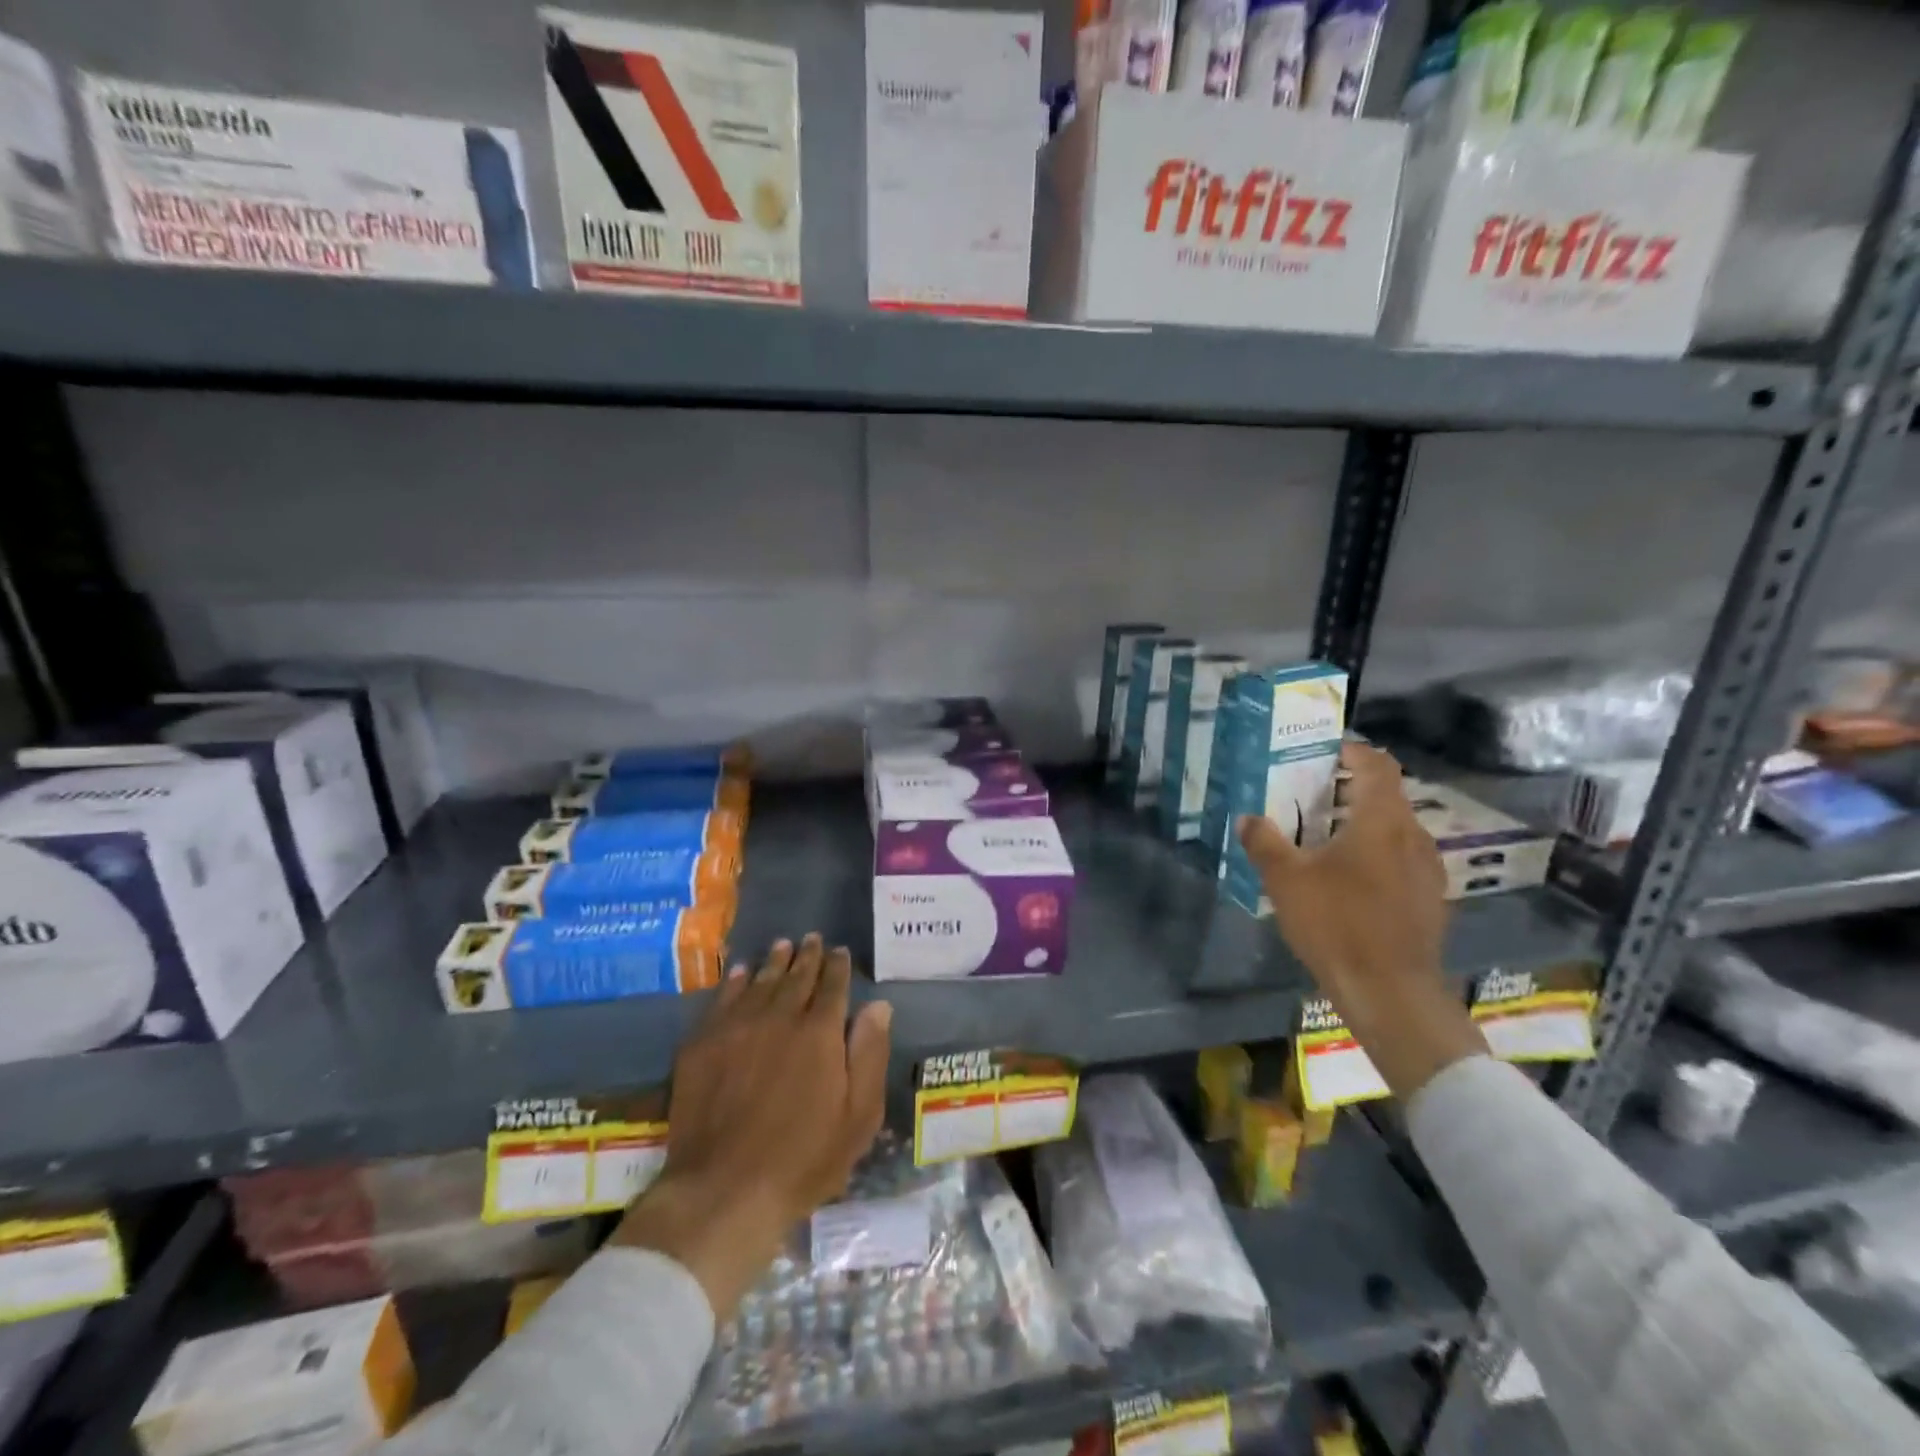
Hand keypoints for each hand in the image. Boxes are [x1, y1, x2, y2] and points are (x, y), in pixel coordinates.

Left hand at [611, 935, 891, 1317]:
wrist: (724, 1189)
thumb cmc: (803, 1159)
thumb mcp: (858, 1116)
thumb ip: (869, 1054)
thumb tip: (878, 1005)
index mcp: (820, 1032)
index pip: (832, 986)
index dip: (838, 966)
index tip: (840, 951)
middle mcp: (780, 1017)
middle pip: (796, 976)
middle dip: (808, 956)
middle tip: (812, 939)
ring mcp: (737, 1027)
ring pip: (760, 982)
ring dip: (774, 961)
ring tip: (781, 946)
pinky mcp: (703, 1044)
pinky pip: (723, 999)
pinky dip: (735, 982)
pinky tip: (741, 973)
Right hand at [1237, 742, 1484, 1098]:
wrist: (1390, 992)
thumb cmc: (1337, 924)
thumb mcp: (1285, 880)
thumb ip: (1264, 842)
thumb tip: (1247, 818)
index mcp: (1381, 821)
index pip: (1377, 765)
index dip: (1353, 751)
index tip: (1324, 751)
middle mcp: (1413, 835)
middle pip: (1387, 795)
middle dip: (1350, 788)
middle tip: (1311, 794)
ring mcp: (1427, 868)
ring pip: (1395, 828)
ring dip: (1363, 822)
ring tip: (1325, 835)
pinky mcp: (1430, 898)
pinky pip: (1401, 857)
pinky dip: (1376, 852)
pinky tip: (1348, 877)